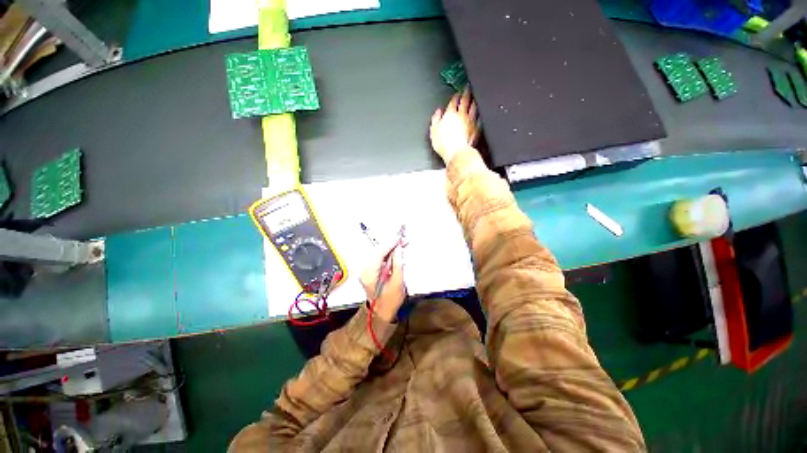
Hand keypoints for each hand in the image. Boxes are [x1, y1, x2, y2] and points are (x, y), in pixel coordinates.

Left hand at [360, 239, 405, 322]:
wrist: (381, 313)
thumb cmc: (390, 301)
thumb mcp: (398, 282)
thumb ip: (398, 263)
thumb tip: (399, 249)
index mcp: (370, 274)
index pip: (379, 253)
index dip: (390, 244)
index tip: (399, 237)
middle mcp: (365, 270)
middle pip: (377, 251)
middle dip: (390, 245)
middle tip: (403, 240)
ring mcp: (366, 270)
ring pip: (378, 254)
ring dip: (389, 249)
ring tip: (401, 245)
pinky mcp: (369, 271)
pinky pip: (379, 259)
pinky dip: (387, 255)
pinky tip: (395, 253)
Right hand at [430, 88, 479, 163]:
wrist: (456, 152)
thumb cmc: (444, 144)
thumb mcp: (434, 131)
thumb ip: (436, 119)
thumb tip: (438, 112)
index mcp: (450, 114)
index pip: (453, 101)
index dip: (455, 95)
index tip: (457, 93)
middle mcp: (461, 115)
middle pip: (465, 100)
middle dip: (466, 92)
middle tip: (468, 88)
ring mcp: (470, 121)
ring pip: (473, 107)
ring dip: (474, 101)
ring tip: (474, 98)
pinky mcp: (476, 129)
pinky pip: (479, 118)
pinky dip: (479, 114)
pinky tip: (480, 113)